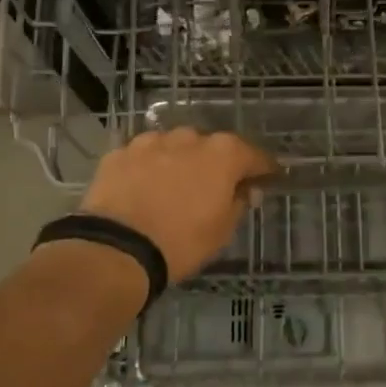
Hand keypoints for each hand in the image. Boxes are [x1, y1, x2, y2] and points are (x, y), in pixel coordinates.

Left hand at [78, 129, 276, 283]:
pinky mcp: (119, 153)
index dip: (263, 168)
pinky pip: (143, 157)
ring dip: (180, 161)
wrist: (117, 248)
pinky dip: (148, 168)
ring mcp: (150, 142)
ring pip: (174, 146)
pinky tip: (144, 187)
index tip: (268, 178)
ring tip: (175, 187)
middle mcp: (189, 138)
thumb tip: (248, 189)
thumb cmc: (182, 242)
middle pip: (211, 147)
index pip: (254, 156)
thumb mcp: (222, 230)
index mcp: (223, 154)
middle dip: (216, 163)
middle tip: (215, 187)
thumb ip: (239, 202)